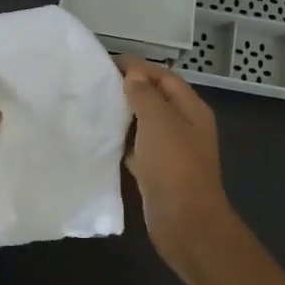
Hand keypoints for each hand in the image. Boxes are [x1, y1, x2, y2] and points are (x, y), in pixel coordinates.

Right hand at [115, 56, 234, 271]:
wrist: (185, 222)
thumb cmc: (174, 165)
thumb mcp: (159, 121)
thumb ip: (144, 94)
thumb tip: (133, 74)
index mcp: (192, 109)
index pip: (165, 76)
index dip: (138, 66)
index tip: (106, 62)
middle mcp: (184, 126)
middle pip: (156, 98)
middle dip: (129, 88)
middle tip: (95, 83)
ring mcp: (172, 151)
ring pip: (145, 124)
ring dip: (124, 115)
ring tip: (93, 106)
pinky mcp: (158, 172)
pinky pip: (138, 148)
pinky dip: (122, 141)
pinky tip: (101, 138)